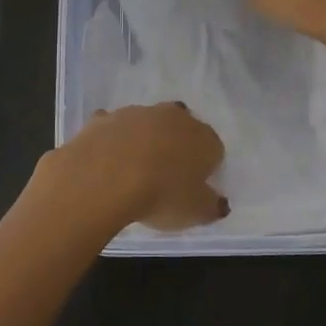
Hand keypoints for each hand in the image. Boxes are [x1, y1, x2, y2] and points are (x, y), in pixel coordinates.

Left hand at [34, 103, 227, 232]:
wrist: (106, 176)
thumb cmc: (162, 195)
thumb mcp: (196, 212)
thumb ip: (212, 206)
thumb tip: (219, 202)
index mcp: (203, 138)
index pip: (213, 149)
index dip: (205, 169)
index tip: (193, 188)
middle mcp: (174, 117)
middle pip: (182, 129)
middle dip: (177, 146)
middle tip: (166, 176)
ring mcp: (138, 113)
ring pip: (147, 124)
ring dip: (145, 140)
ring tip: (134, 171)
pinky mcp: (106, 118)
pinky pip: (114, 127)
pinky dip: (113, 139)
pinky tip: (106, 159)